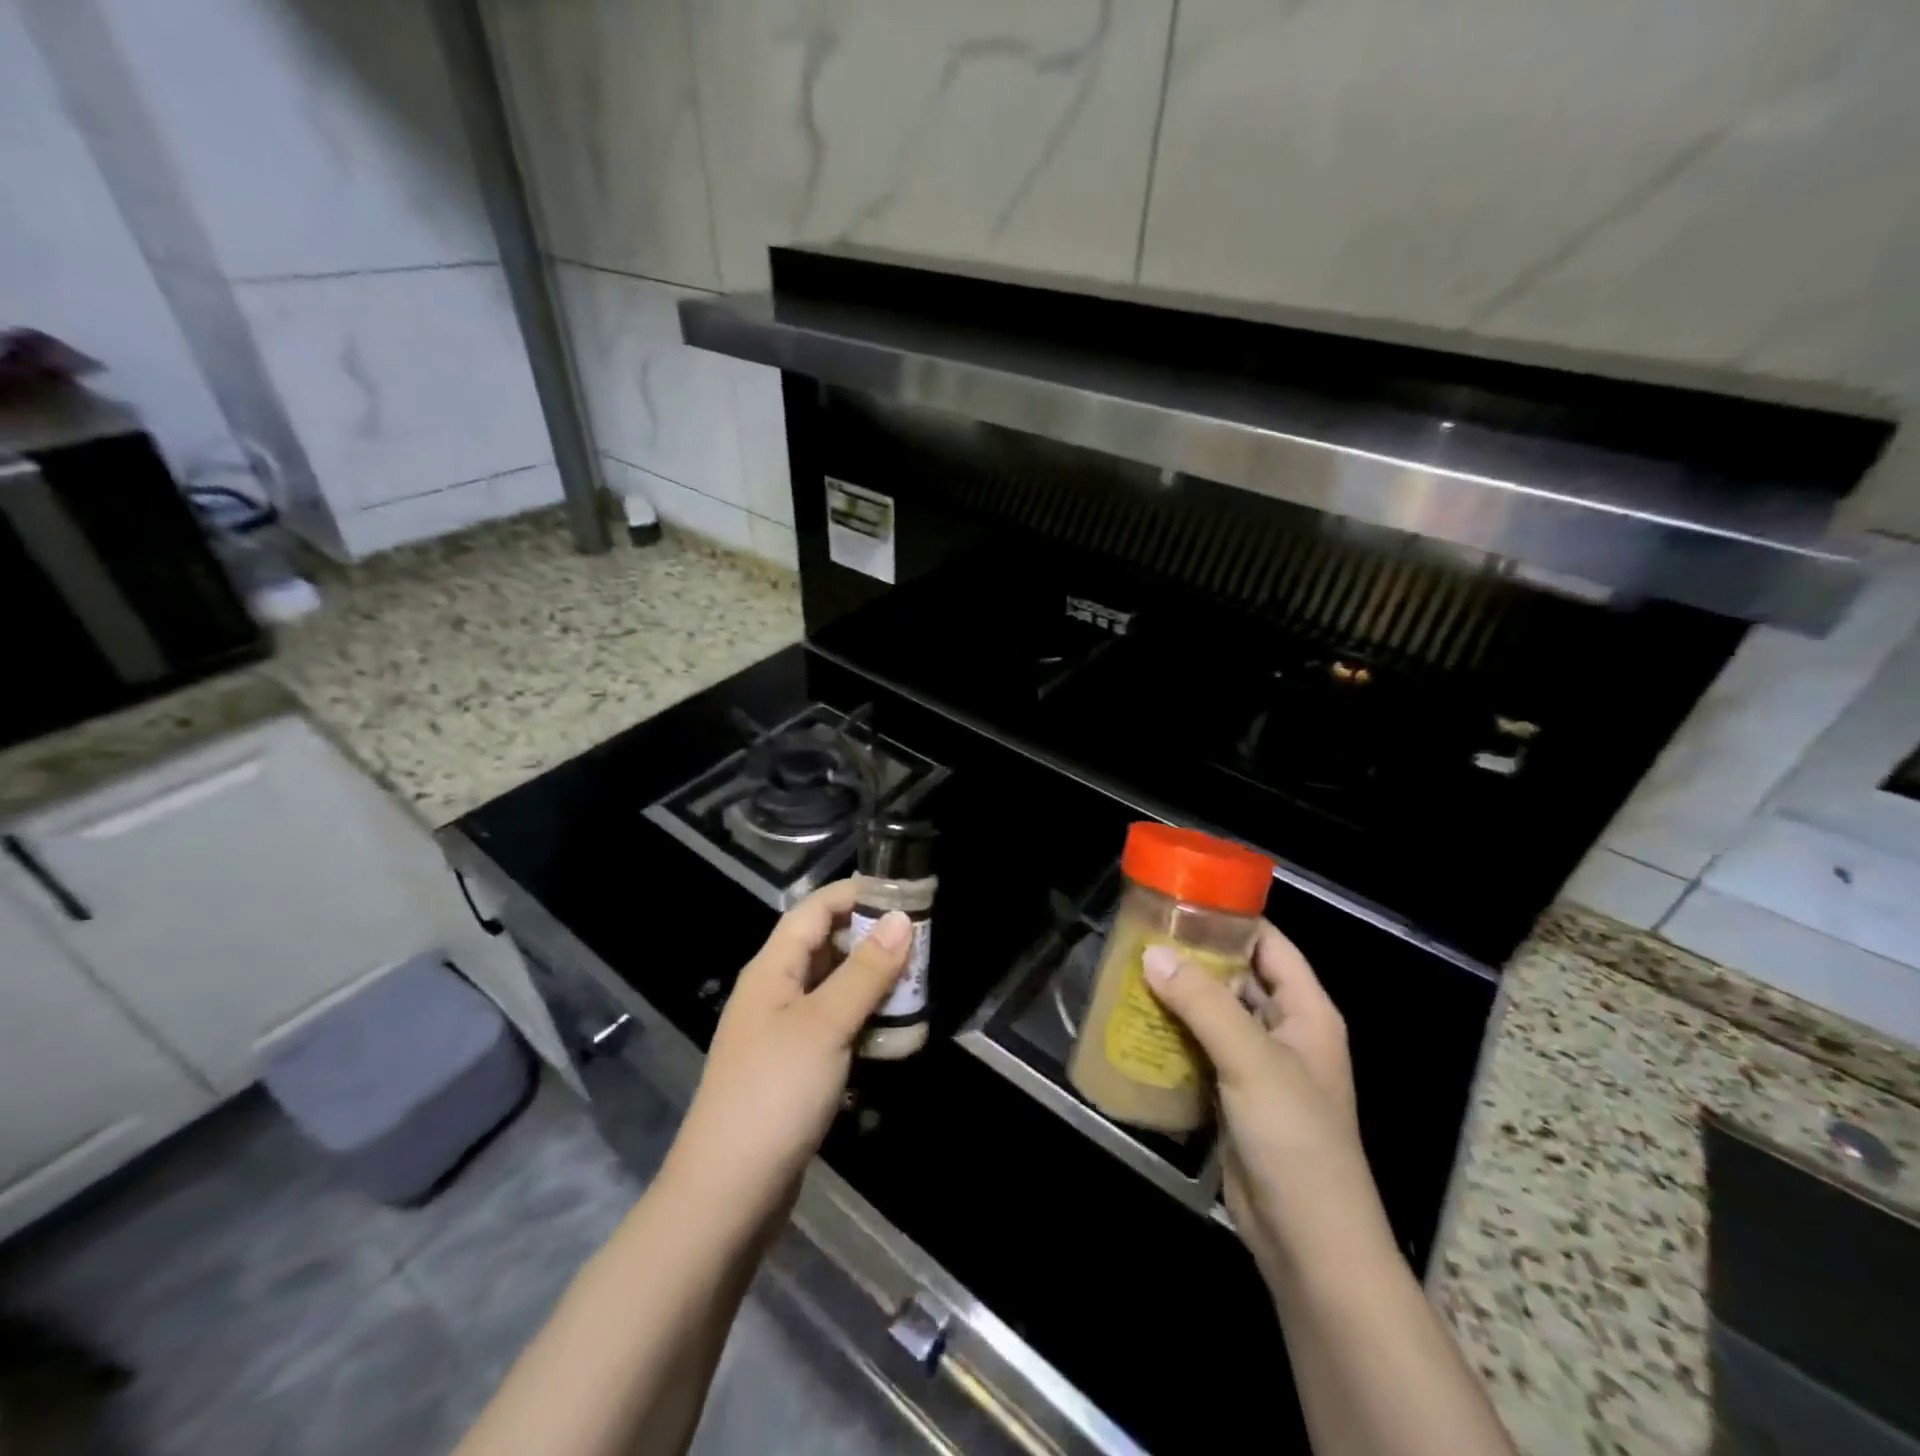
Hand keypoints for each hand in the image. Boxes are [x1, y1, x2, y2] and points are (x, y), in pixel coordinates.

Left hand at [663, 880, 911, 1223]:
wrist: (727, 1195)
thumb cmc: (774, 1093)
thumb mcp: (826, 1024)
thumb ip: (865, 971)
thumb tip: (902, 920)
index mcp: (772, 969)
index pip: (814, 910)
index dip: (856, 895)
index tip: (905, 895)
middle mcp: (774, 992)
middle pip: (825, 946)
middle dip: (871, 939)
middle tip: (922, 944)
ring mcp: (783, 1033)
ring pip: (833, 989)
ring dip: (871, 982)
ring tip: (917, 983)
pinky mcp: (794, 1070)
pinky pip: (834, 1027)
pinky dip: (863, 1020)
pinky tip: (893, 1031)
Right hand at [1142, 923, 1381, 1284]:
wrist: (1308, 1242)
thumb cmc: (1295, 1138)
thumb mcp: (1251, 1059)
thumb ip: (1203, 1002)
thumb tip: (1152, 953)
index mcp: (1307, 1012)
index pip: (1271, 945)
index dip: (1233, 921)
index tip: (1182, 904)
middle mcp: (1285, 1032)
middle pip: (1238, 978)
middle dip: (1195, 958)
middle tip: (1142, 938)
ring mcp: (1259, 1067)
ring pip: (1216, 1015)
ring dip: (1180, 998)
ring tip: (1130, 973)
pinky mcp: (1234, 1098)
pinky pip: (1202, 1051)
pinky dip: (1175, 1036)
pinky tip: (1138, 1025)